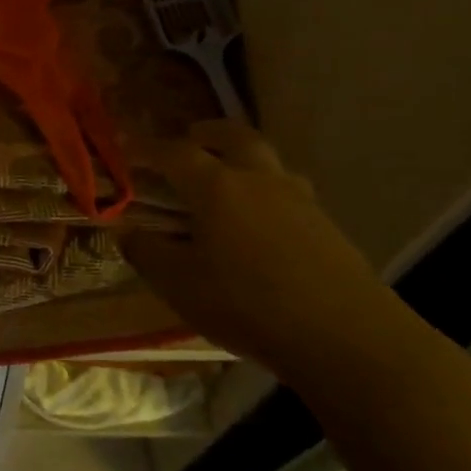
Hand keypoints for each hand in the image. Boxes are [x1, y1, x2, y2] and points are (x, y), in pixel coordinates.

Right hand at [121, 119, 401, 381]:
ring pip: (268, 162)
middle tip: (191, 138)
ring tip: (230, 180)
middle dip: (208, 133)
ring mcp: (299, 200)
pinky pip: (289, 192)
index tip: (128, 147)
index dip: (148, 147)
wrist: (345, 337)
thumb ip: (146, 253)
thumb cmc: (248, 305)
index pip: (175, 152)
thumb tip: (125, 231)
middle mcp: (258, 180)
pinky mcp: (327, 226)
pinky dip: (267, 193)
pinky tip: (262, 224)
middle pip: (234, 137)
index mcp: (216, 187)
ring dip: (244, 159)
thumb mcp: (180, 285)